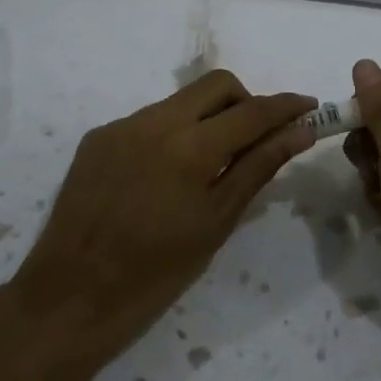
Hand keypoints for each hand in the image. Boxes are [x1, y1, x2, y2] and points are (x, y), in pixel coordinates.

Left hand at [12, 71, 316, 357]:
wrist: (71, 296)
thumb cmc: (155, 272)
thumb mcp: (216, 222)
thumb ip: (258, 167)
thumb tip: (299, 132)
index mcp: (190, 146)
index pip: (252, 110)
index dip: (286, 105)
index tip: (310, 107)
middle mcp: (154, 121)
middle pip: (216, 84)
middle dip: (246, 101)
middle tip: (258, 139)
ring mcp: (121, 126)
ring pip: (180, 101)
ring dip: (207, 119)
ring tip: (209, 166)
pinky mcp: (98, 137)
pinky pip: (148, 121)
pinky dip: (171, 136)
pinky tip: (164, 177)